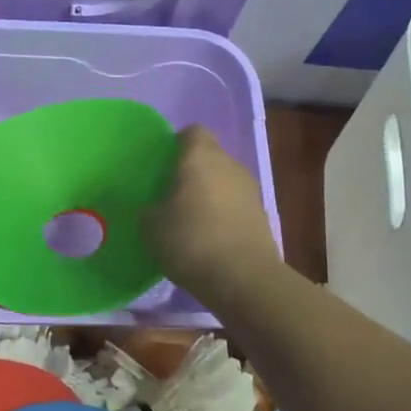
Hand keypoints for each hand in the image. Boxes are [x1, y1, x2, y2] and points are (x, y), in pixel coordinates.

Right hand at [143, 126, 282, 296]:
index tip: (161, 164)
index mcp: (201, 156)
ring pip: (224, 181)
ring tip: (188, 219)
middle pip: (209, 156)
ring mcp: (250, 190)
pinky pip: (235, 205)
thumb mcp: (151, 226)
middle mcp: (229, 164)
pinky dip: (223, 215)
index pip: (192, 132)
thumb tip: (153, 207)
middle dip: (191, 171)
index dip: (176, 143)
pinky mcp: (261, 215)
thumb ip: (149, 209)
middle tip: (169, 194)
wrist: (244, 278)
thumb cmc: (190, 240)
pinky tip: (208, 238)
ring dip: (209, 194)